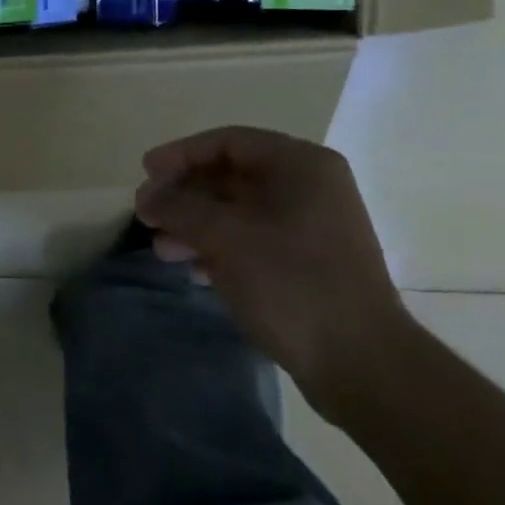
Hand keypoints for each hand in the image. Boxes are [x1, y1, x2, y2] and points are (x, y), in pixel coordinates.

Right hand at [134, 126, 410, 420]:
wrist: (359, 362)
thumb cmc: (291, 283)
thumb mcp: (225, 237)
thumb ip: (179, 208)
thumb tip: (146, 196)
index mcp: (301, 166)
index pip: (228, 142)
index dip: (180, 154)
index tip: (144, 174)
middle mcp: (309, 188)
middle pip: (231, 175)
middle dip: (184, 195)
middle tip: (146, 214)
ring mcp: (310, 227)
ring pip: (237, 211)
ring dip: (195, 224)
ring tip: (161, 249)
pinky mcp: (306, 263)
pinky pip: (251, 240)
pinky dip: (218, 248)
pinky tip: (193, 269)